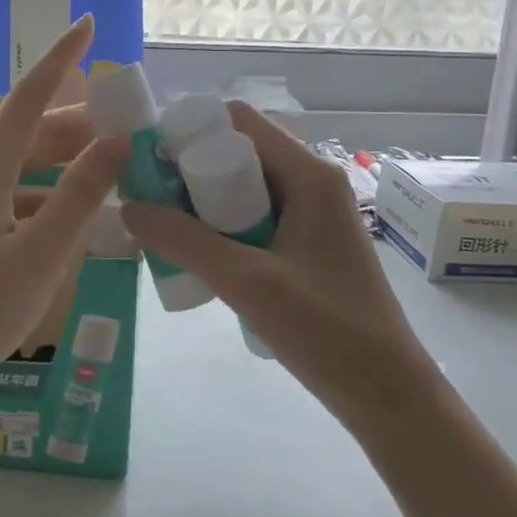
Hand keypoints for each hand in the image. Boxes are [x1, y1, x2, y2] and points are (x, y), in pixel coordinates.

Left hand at [0, 17, 127, 411]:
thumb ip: (80, 198)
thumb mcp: (40, 258)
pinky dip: (44, 200)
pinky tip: (70, 223)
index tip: (87, 23)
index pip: (28, 98)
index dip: (60, 58)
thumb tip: (115, 142)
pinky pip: (9, 201)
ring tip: (108, 174)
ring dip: (62, 166)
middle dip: (75, 123)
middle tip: (124, 128)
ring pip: (20, 170)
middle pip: (27, 134)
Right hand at [120, 102, 430, 430]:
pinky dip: (220, 224)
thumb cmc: (327, 330)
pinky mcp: (306, 242)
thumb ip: (184, 241)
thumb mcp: (247, 281)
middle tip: (148, 199)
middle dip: (189, 170)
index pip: (238, 121)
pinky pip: (253, 215)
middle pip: (238, 151)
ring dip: (201, 201)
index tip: (147, 161)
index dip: (190, 130)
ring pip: (242, 185)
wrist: (387, 394)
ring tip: (162, 227)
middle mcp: (311, 181)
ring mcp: (310, 213)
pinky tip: (196, 254)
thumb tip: (128, 206)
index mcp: (308, 174)